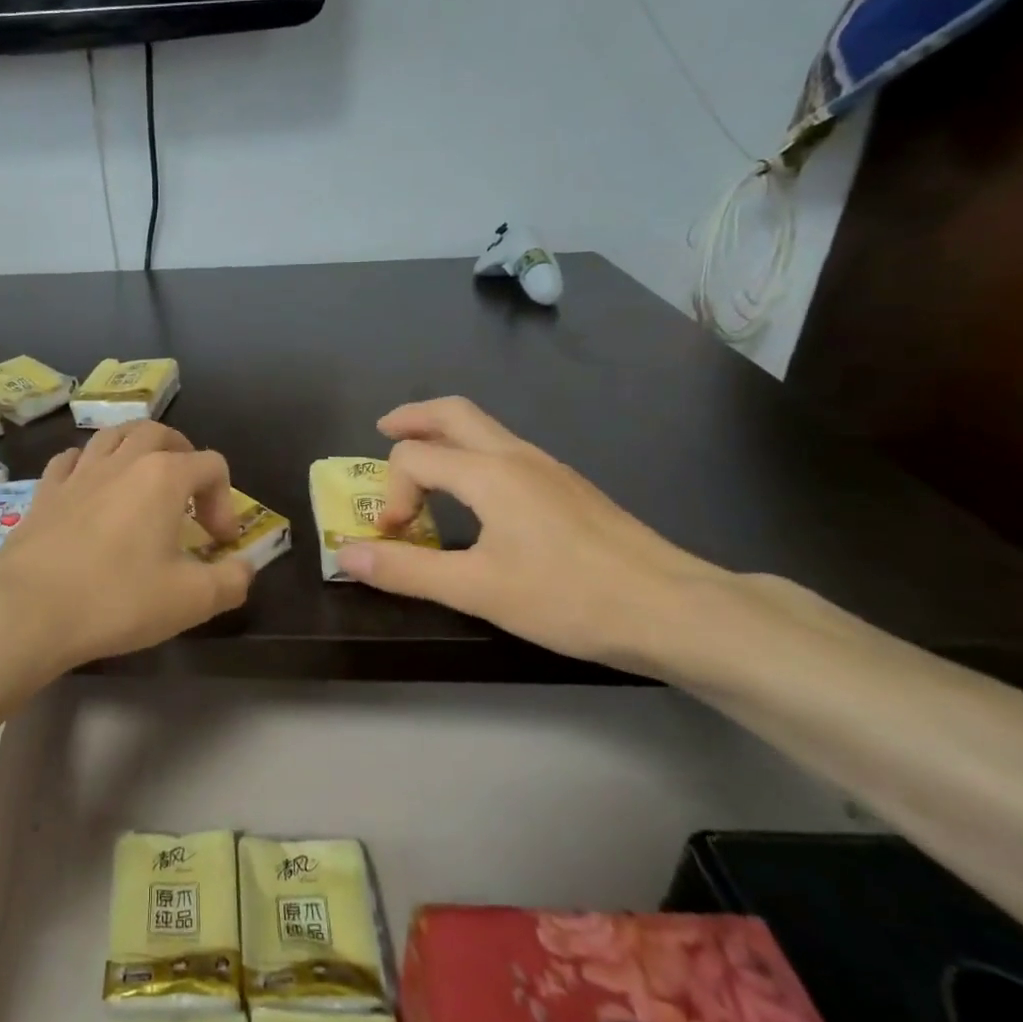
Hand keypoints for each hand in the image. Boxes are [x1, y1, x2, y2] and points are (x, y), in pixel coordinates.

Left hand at [0, 421, 255, 670]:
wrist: (27, 610)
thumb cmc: (117, 599)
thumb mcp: (191, 600)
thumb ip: (231, 580)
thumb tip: (244, 568)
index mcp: (163, 476)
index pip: (211, 465)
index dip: (225, 502)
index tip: (218, 543)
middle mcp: (121, 461)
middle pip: (160, 433)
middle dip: (184, 457)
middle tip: (188, 495)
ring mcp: (78, 473)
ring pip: (113, 436)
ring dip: (136, 451)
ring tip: (143, 482)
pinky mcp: (44, 492)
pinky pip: (72, 460)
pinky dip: (90, 465)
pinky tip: (91, 490)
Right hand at [334, 397, 720, 666]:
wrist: (675, 609)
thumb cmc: (570, 597)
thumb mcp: (477, 590)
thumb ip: (407, 570)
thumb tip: (346, 555)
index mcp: (489, 473)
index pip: (414, 457)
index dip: (391, 492)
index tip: (395, 537)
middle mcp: (517, 457)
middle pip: (454, 412)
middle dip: (412, 417)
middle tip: (383, 430)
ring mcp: (549, 470)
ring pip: (484, 430)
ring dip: (443, 436)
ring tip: (422, 465)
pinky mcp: (569, 489)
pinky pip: (505, 453)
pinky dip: (472, 457)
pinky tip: (476, 498)